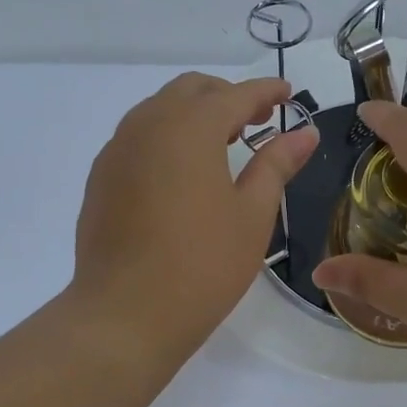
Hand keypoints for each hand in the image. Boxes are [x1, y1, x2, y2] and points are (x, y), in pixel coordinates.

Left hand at [70, 73, 318, 361]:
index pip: (235, 95)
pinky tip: (181, 171)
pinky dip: (166, 135)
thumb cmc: (202, 265)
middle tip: (257, 120)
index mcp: (190, 128)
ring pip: (159, 109)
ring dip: (194, 113)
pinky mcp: (101, 177)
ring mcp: (117, 150)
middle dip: (227, 96)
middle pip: (191, 90)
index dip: (265, 92)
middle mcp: (148, 125)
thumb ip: (277, 164)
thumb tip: (305, 132)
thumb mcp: (252, 215)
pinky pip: (138, 136)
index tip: (288, 93)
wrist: (124, 316)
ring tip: (222, 143)